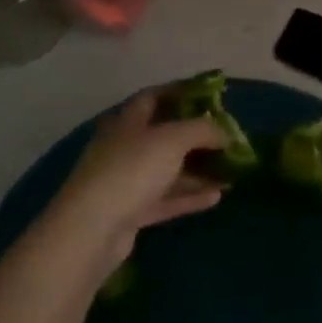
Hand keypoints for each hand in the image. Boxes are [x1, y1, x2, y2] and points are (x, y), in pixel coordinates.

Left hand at [50, 92, 226, 274]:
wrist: (91, 230)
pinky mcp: (130, 213)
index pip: (153, 97)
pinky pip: (166, 199)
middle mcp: (124, 147)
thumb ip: (203, 129)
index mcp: (128, 121)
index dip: (180, 92)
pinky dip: (189, 196)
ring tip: (229, 171)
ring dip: (197, 169)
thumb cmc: (132, 170)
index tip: (209, 95)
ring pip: (167, 170)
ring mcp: (126, 181)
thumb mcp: (174, 139)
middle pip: (163, 135)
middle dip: (195, 135)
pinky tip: (216, 196)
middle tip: (225, 137)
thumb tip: (226, 133)